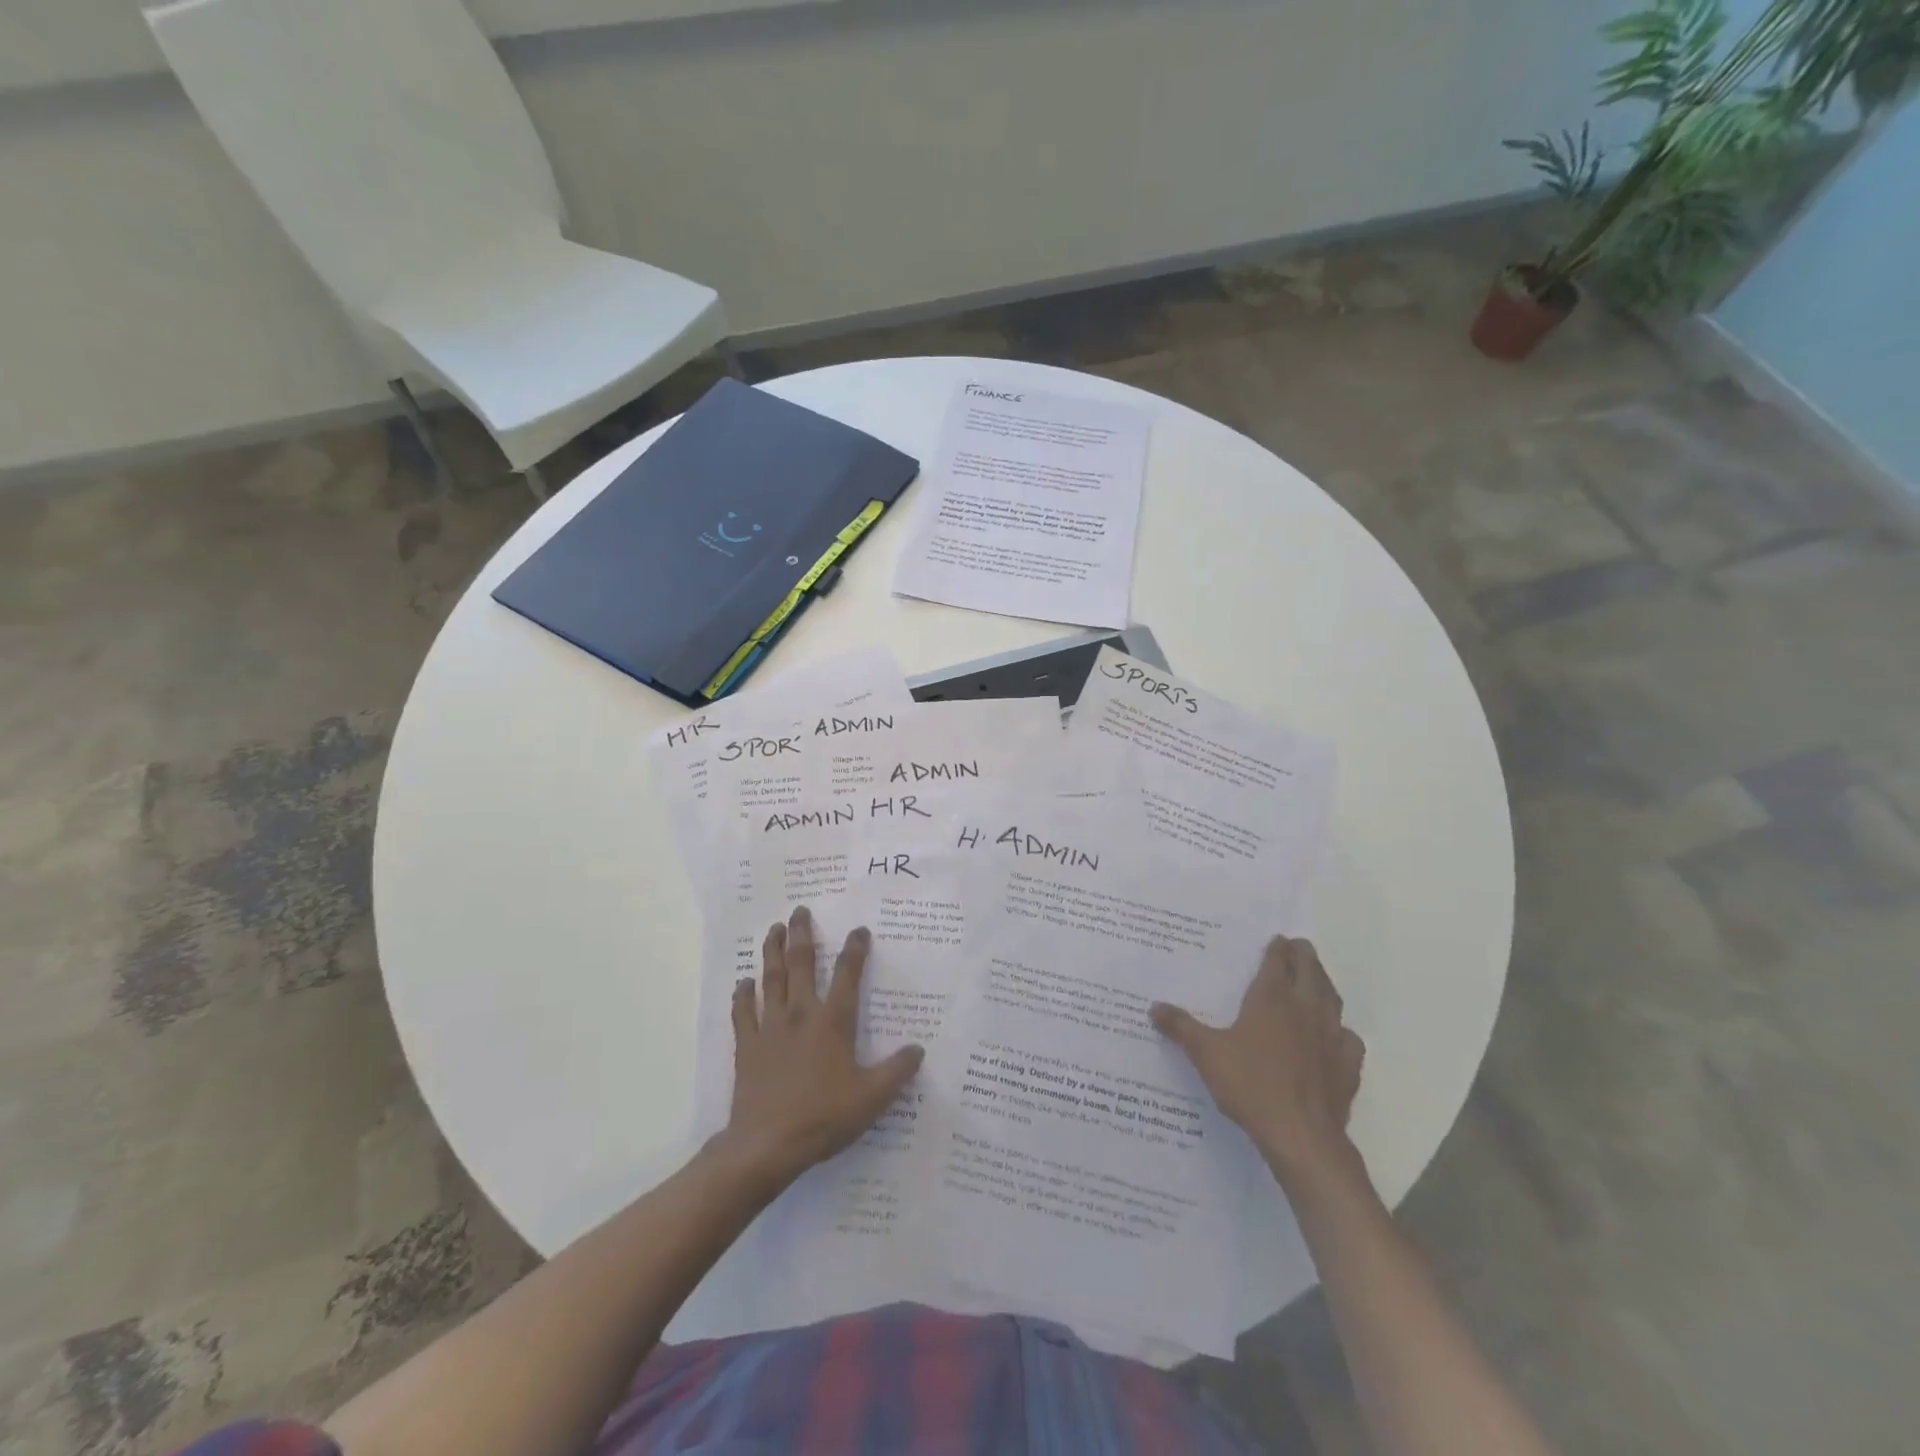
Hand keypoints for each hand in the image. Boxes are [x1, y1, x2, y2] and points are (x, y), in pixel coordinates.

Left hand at [717, 906, 923, 1197]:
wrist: (767, 1144)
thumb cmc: (824, 1116)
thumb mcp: (872, 1097)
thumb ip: (897, 1070)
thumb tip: (918, 1050)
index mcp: (833, 1021)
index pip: (847, 974)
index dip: (855, 949)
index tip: (859, 929)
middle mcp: (800, 1013)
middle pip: (800, 963)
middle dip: (802, 933)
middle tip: (800, 910)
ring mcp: (769, 1027)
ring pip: (770, 978)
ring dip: (772, 951)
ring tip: (774, 929)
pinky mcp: (747, 1045)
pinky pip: (743, 1012)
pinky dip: (743, 994)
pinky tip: (744, 982)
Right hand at [1151, 936, 1364, 1190]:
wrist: (1301, 1136)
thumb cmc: (1250, 1085)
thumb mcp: (1205, 1053)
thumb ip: (1180, 1027)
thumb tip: (1154, 1007)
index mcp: (1271, 998)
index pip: (1278, 961)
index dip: (1277, 948)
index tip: (1276, 940)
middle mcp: (1305, 1008)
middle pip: (1311, 971)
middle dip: (1304, 955)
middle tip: (1298, 947)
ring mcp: (1331, 1036)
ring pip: (1332, 998)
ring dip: (1324, 984)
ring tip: (1316, 980)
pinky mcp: (1347, 1065)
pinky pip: (1348, 1038)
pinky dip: (1341, 1030)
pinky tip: (1334, 1036)